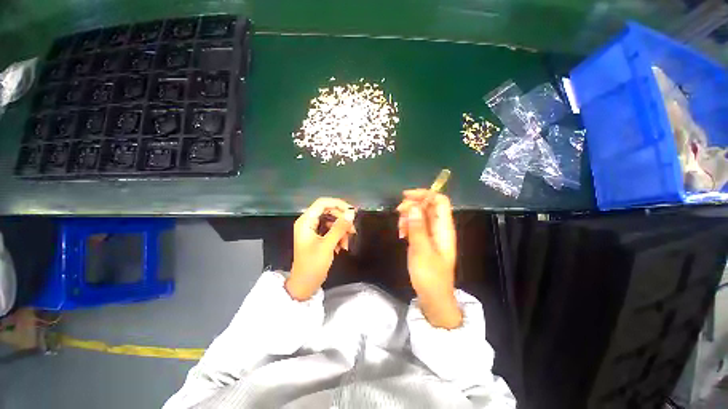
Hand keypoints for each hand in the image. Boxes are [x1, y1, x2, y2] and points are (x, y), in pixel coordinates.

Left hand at [286, 198, 355, 300]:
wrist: (305, 285)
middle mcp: (309, 222)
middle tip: (353, 229)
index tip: (352, 212)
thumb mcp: (327, 245)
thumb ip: (339, 228)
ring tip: (347, 242)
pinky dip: (339, 236)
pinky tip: (342, 247)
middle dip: (342, 220)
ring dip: (342, 230)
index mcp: (306, 221)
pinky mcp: (319, 237)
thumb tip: (351, 213)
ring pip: (332, 221)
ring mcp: (314, 230)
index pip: (322, 203)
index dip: (338, 204)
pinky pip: (331, 230)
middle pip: (329, 211)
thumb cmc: (312, 265)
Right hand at [397, 189, 461, 328]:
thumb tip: (414, 206)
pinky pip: (416, 225)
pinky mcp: (425, 239)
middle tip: (398, 213)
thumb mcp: (421, 250)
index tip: (405, 197)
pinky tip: (401, 235)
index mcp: (444, 228)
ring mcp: (432, 233)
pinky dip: (408, 225)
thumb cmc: (429, 275)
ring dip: (408, 216)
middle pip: (428, 205)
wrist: (433, 296)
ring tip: (400, 229)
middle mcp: (440, 227)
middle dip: (412, 205)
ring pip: (420, 214)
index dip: (425, 194)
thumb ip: (417, 227)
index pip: (440, 201)